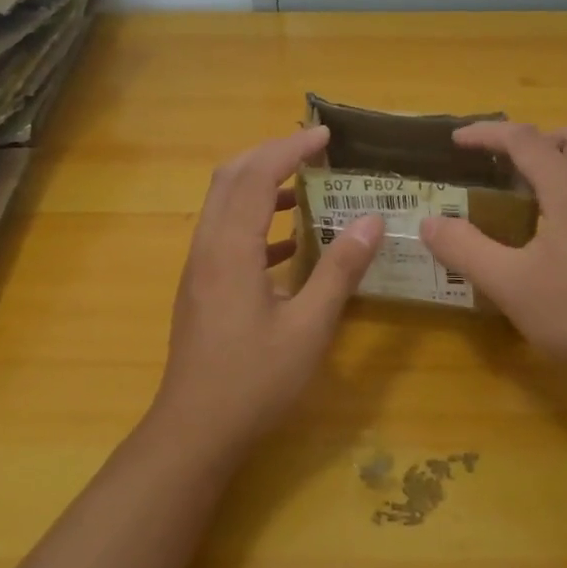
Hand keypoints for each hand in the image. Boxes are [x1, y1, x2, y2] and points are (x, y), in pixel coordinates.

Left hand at [151, 127, 383, 451]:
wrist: (195, 431)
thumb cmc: (254, 381)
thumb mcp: (309, 327)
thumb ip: (339, 270)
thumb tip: (371, 221)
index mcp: (230, 249)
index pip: (256, 176)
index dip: (290, 150)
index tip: (325, 136)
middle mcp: (207, 247)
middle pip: (230, 178)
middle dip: (270, 155)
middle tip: (313, 153)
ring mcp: (199, 267)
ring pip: (224, 204)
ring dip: (261, 185)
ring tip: (308, 188)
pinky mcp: (201, 286)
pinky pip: (226, 233)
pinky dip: (256, 221)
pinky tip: (290, 243)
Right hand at [420, 122, 566, 395]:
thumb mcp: (510, 285)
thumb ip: (465, 249)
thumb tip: (429, 223)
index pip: (527, 141)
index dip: (487, 134)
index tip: (456, 141)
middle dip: (533, 140)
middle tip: (501, 167)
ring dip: (555, 164)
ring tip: (520, 198)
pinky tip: (549, 234)